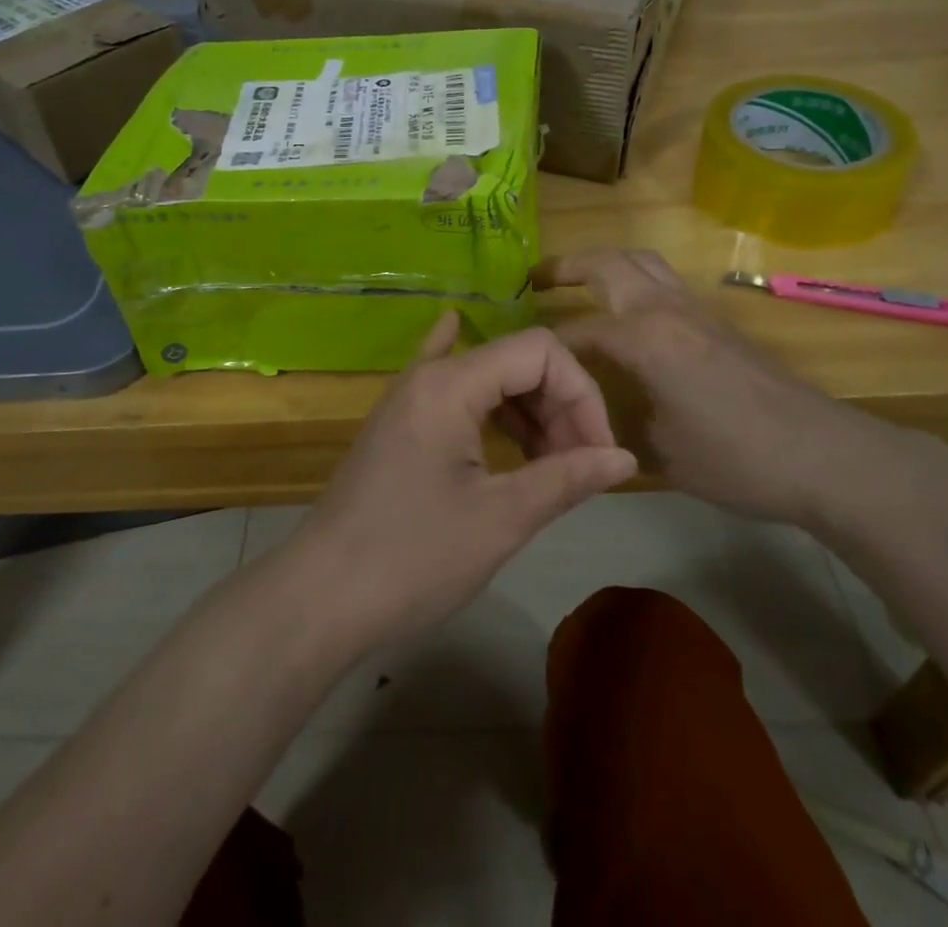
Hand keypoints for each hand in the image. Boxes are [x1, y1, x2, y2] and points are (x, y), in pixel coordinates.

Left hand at [284, 313, 638, 650]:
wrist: (321, 596)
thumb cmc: (413, 558)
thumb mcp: (500, 519)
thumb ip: (566, 478)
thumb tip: (626, 459)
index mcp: (451, 383)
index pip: (540, 352)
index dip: (583, 394)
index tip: (600, 454)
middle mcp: (428, 374)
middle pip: (515, 360)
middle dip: (560, 404)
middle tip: (579, 467)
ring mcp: (408, 397)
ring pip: (487, 377)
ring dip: (529, 410)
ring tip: (550, 463)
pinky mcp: (399, 423)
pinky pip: (448, 386)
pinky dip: (481, 390)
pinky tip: (482, 369)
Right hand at [538, 249, 931, 530]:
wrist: (823, 455)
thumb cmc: (736, 458)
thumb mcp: (660, 452)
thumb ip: (614, 425)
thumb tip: (584, 421)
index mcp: (645, 339)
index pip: (578, 332)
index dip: (546, 347)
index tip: (523, 361)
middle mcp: (666, 310)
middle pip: (609, 263)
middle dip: (566, 266)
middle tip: (535, 280)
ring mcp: (696, 310)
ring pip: (642, 262)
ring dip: (605, 264)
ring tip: (578, 282)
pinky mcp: (718, 321)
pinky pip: (663, 282)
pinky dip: (634, 281)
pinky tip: (628, 315)